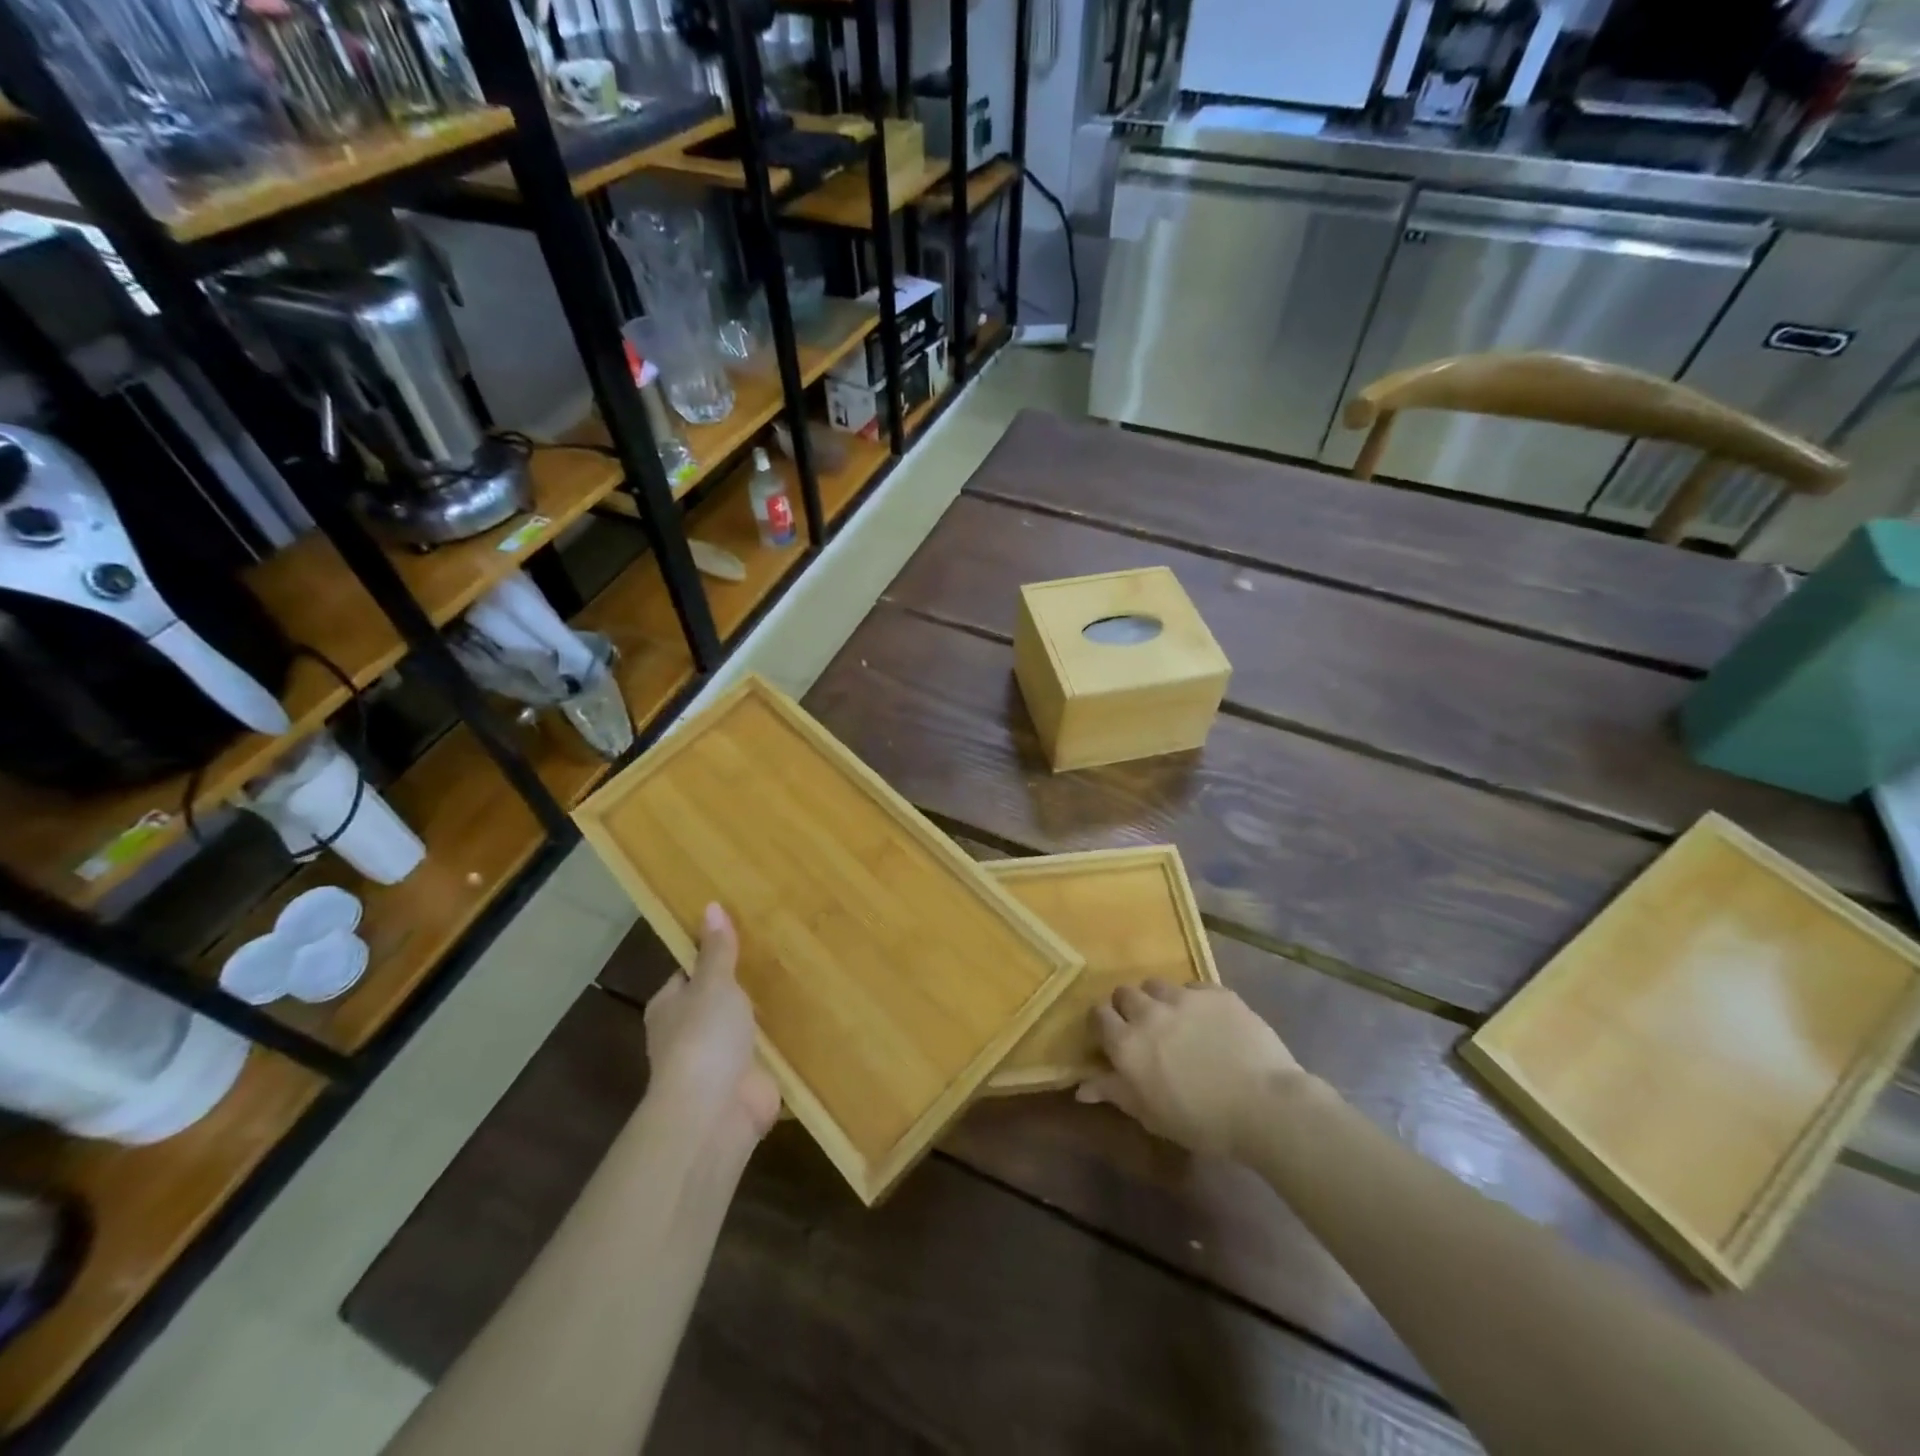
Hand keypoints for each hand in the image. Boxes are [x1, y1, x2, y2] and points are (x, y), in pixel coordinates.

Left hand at [644, 904, 780, 1151]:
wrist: (715, 1112)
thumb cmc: (704, 1037)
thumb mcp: (713, 983)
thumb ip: (717, 950)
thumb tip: (710, 906)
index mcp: (670, 1007)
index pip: (689, 973)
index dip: (712, 956)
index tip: (743, 937)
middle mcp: (689, 1034)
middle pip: (717, 1000)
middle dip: (742, 986)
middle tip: (779, 956)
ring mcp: (718, 1061)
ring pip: (742, 1028)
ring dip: (763, 1016)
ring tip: (799, 982)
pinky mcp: (746, 1082)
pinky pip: (766, 1054)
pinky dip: (781, 1043)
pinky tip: (808, 1023)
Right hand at [1077, 980, 1307, 1158]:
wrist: (1264, 1105)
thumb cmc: (1203, 1122)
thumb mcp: (1151, 1115)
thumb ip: (1114, 1093)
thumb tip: (1080, 1087)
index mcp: (1127, 1044)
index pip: (1098, 1015)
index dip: (1104, 1024)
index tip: (1113, 1038)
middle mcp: (1149, 1013)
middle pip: (1124, 993)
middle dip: (1129, 1008)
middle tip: (1146, 1030)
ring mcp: (1183, 998)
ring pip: (1156, 985)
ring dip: (1159, 1000)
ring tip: (1176, 1020)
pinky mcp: (1215, 992)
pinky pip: (1193, 987)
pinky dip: (1193, 1000)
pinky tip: (1209, 1021)